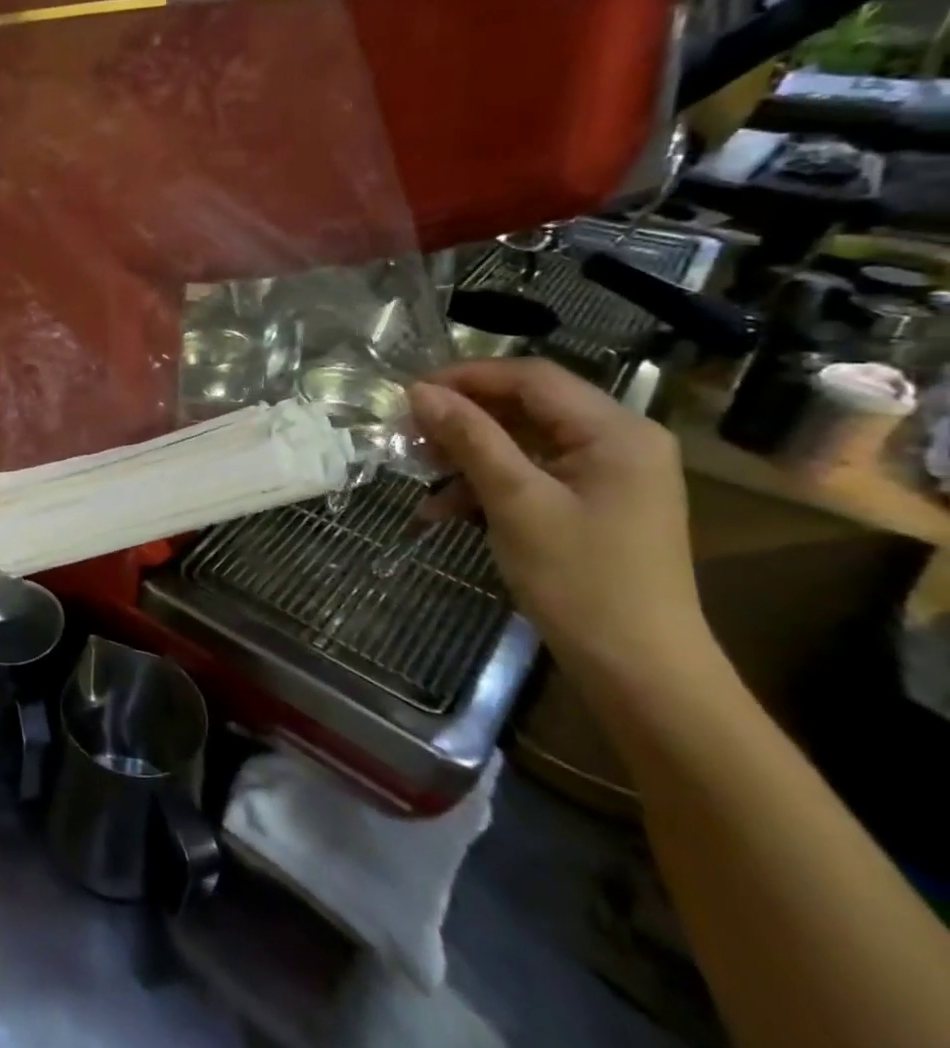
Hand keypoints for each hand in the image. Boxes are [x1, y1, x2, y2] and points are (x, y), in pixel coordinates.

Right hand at [408, 359, 712, 684]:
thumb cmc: (581, 580)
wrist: (639, 670)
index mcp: (616, 431)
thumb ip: (470, 439)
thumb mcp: (516, 502)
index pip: (531, 376)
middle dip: (463, 417)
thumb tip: (419, 392)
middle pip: (526, 406)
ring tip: (419, 472)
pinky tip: (444, 509)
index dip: (466, 377)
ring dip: (468, 454)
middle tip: (408, 433)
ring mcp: (606, 475)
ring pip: (522, 441)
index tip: (408, 394)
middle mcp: (618, 441)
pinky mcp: (591, 504)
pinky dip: (486, 484)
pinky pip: (531, 474)